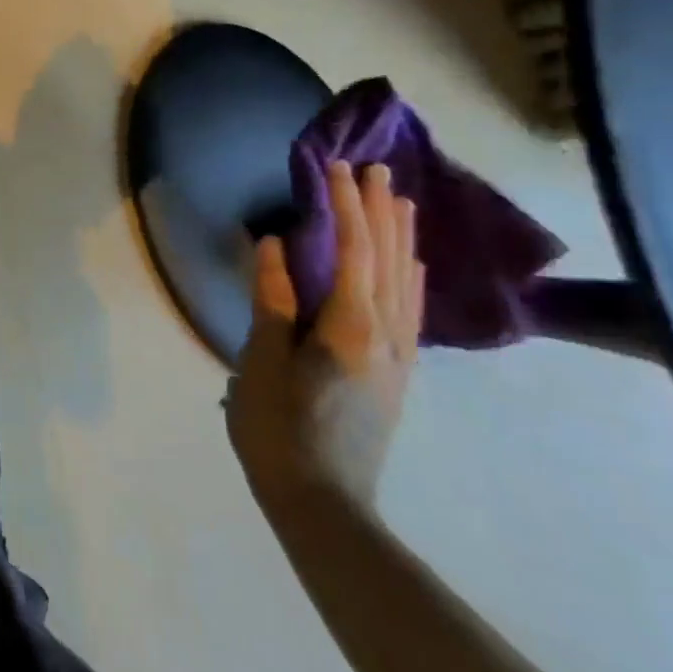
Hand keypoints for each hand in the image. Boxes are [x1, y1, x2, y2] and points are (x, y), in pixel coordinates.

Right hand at [228, 161, 423, 508]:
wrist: (324, 503)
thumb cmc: (279, 428)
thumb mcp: (262, 361)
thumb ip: (273, 300)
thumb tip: (277, 245)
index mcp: (351, 329)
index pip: (354, 252)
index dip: (347, 207)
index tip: (337, 168)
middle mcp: (387, 336)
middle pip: (390, 261)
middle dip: (381, 212)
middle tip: (376, 170)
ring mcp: (397, 357)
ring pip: (406, 283)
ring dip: (401, 238)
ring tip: (399, 202)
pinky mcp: (394, 373)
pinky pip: (409, 308)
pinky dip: (408, 275)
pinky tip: (408, 265)